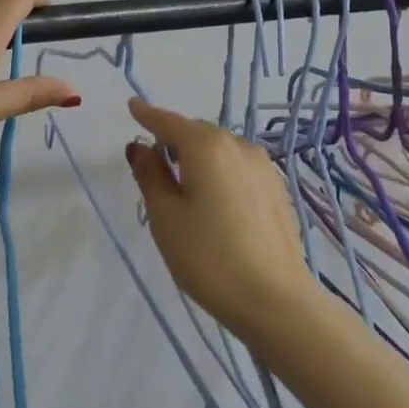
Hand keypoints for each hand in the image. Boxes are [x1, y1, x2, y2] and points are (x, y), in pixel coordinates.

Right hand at [123, 98, 316, 340]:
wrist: (275, 300)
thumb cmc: (209, 258)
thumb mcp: (165, 217)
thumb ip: (150, 176)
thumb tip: (141, 147)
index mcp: (206, 147)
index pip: (169, 123)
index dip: (148, 115)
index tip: (133, 107)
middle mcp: (237, 145)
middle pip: (196, 133)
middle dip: (173, 141)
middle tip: (153, 164)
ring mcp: (262, 167)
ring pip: (220, 150)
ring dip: (197, 158)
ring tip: (182, 187)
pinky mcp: (276, 189)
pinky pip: (237, 168)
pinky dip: (218, 172)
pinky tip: (214, 202)